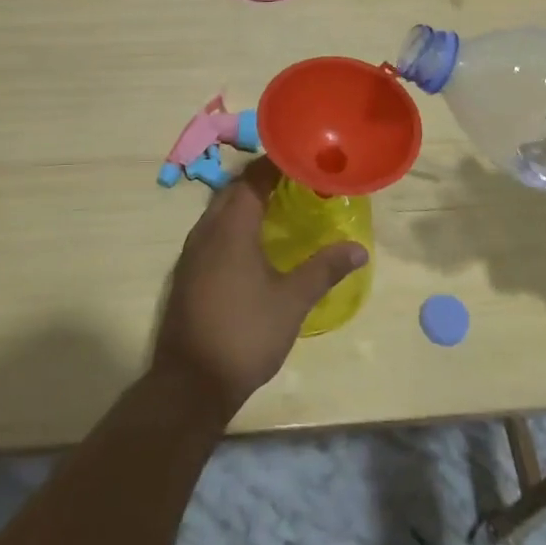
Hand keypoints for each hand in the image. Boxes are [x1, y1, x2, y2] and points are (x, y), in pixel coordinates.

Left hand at [152, 157, 367, 419]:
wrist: (191, 383)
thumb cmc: (245, 334)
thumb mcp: (292, 301)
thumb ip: (324, 269)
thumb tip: (359, 249)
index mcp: (231, 227)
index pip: (252, 178)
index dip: (276, 164)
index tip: (303, 160)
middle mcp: (206, 231)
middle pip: (233, 190)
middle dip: (261, 180)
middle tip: (296, 183)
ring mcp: (191, 253)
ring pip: (218, 211)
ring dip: (245, 202)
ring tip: (278, 208)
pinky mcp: (186, 273)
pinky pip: (211, 233)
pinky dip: (233, 225)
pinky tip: (253, 245)